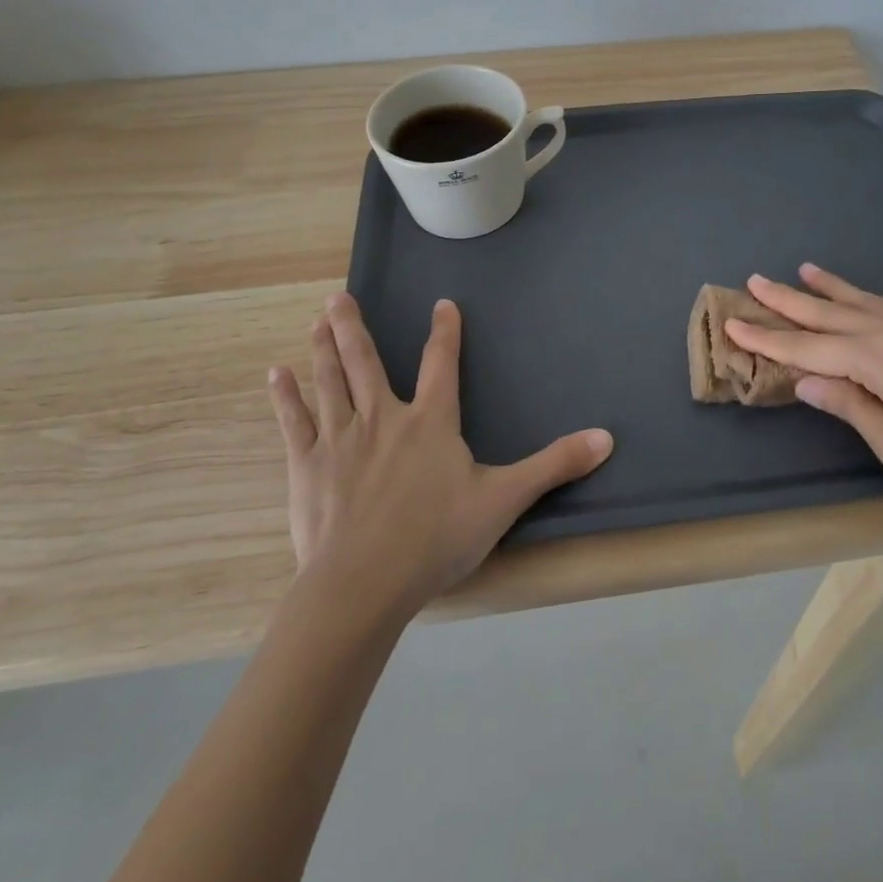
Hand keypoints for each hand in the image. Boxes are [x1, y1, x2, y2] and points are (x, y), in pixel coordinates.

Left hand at [267, 293, 612, 614]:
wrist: (363, 585)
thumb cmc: (436, 539)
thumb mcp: (504, 500)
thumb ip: (554, 466)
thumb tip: (607, 438)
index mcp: (430, 422)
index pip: (441, 364)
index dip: (445, 332)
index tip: (442, 305)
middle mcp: (383, 418)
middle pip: (366, 362)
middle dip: (355, 327)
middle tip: (339, 296)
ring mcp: (340, 440)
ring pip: (330, 382)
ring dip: (323, 348)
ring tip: (316, 320)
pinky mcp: (307, 467)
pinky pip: (294, 423)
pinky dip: (285, 397)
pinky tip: (276, 374)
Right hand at [724, 265, 882, 514]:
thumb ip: (849, 405)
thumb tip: (804, 379)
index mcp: (877, 361)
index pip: (807, 347)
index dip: (767, 339)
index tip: (732, 324)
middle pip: (827, 314)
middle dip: (786, 301)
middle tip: (752, 281)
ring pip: (857, 302)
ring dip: (824, 288)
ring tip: (799, 270)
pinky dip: (861, 296)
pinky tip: (855, 295)